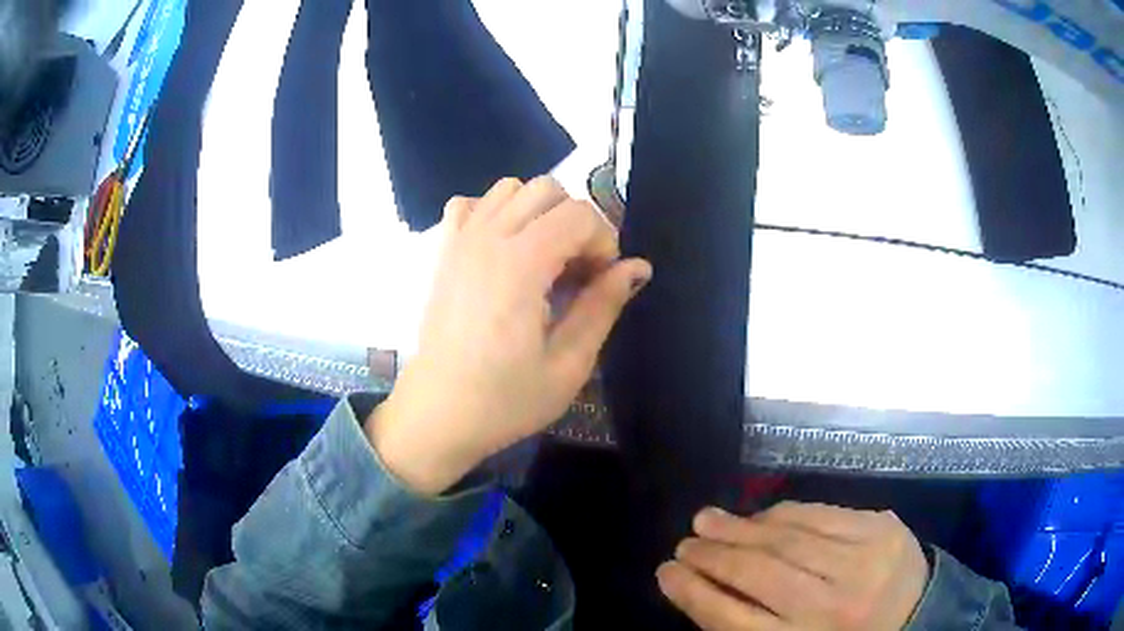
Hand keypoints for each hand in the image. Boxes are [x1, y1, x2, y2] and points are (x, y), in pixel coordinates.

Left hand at [366, 177, 651, 494]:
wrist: (438, 414)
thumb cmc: (505, 400)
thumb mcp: (568, 365)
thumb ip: (603, 306)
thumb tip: (639, 267)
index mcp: (520, 265)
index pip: (579, 214)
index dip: (604, 241)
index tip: (601, 281)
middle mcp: (487, 239)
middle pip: (547, 189)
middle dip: (575, 221)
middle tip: (577, 271)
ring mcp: (460, 241)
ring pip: (510, 189)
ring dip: (538, 212)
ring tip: (543, 258)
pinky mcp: (443, 253)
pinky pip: (470, 204)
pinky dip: (494, 213)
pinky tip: (502, 250)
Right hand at [658, 503, 930, 630]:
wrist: (922, 619)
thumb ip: (754, 627)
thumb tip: (705, 589)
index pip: (731, 620)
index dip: (692, 593)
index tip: (664, 572)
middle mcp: (831, 606)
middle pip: (757, 574)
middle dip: (712, 556)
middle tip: (684, 542)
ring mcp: (861, 562)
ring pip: (787, 539)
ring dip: (740, 528)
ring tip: (707, 520)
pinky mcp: (881, 528)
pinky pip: (822, 514)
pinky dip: (783, 513)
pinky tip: (760, 515)